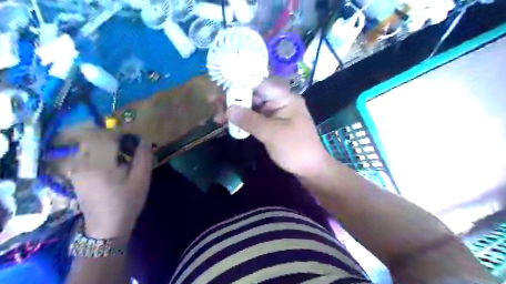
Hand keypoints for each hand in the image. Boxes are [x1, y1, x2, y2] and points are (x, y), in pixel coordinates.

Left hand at [65, 131, 151, 238]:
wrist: (106, 227)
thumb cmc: (127, 202)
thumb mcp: (141, 180)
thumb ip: (144, 157)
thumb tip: (144, 140)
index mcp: (100, 164)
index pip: (107, 137)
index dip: (122, 134)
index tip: (134, 140)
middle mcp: (83, 164)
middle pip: (96, 139)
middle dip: (113, 139)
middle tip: (128, 149)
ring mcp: (76, 170)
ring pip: (90, 146)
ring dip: (105, 146)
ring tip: (120, 157)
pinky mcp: (75, 175)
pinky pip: (85, 155)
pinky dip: (98, 154)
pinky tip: (109, 165)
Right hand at [227, 79, 334, 178]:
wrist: (310, 169)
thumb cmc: (295, 149)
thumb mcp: (272, 134)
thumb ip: (250, 120)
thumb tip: (229, 109)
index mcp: (285, 98)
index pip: (259, 84)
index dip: (239, 84)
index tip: (221, 89)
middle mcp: (280, 102)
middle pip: (253, 95)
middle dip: (234, 99)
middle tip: (213, 105)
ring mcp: (276, 114)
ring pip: (252, 107)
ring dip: (236, 111)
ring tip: (217, 117)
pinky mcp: (272, 125)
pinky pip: (255, 118)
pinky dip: (243, 121)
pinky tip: (229, 123)